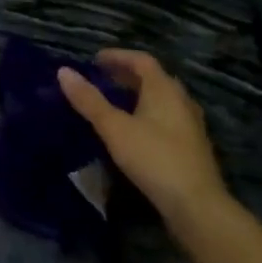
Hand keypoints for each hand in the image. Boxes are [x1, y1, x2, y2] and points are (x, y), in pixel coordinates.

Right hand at [59, 50, 229, 223]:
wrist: (197, 207)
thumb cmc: (154, 159)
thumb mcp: (114, 128)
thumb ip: (89, 100)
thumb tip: (63, 71)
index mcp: (164, 89)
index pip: (141, 60)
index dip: (118, 56)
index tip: (95, 60)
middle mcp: (181, 101)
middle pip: (153, 78)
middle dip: (127, 75)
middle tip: (102, 78)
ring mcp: (190, 125)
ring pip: (162, 99)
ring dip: (139, 95)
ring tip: (115, 102)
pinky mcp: (192, 147)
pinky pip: (167, 118)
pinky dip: (148, 114)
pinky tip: (135, 130)